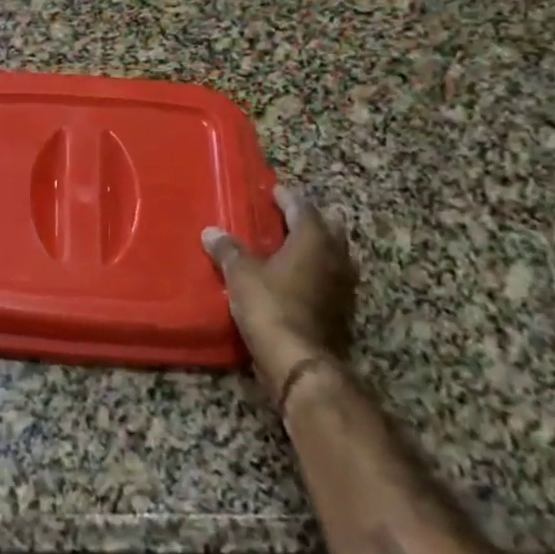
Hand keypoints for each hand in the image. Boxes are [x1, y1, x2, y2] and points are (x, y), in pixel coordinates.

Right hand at [201, 186, 358, 406]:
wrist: (299, 362)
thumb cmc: (271, 306)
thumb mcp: (241, 275)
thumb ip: (228, 251)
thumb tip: (211, 232)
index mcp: (313, 241)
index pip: (303, 208)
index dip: (287, 198)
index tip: (274, 191)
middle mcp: (336, 258)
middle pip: (330, 229)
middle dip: (312, 220)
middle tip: (291, 216)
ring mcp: (343, 287)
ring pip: (335, 256)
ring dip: (319, 248)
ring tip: (294, 247)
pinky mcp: (342, 312)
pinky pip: (331, 281)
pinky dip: (317, 274)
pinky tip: (299, 280)